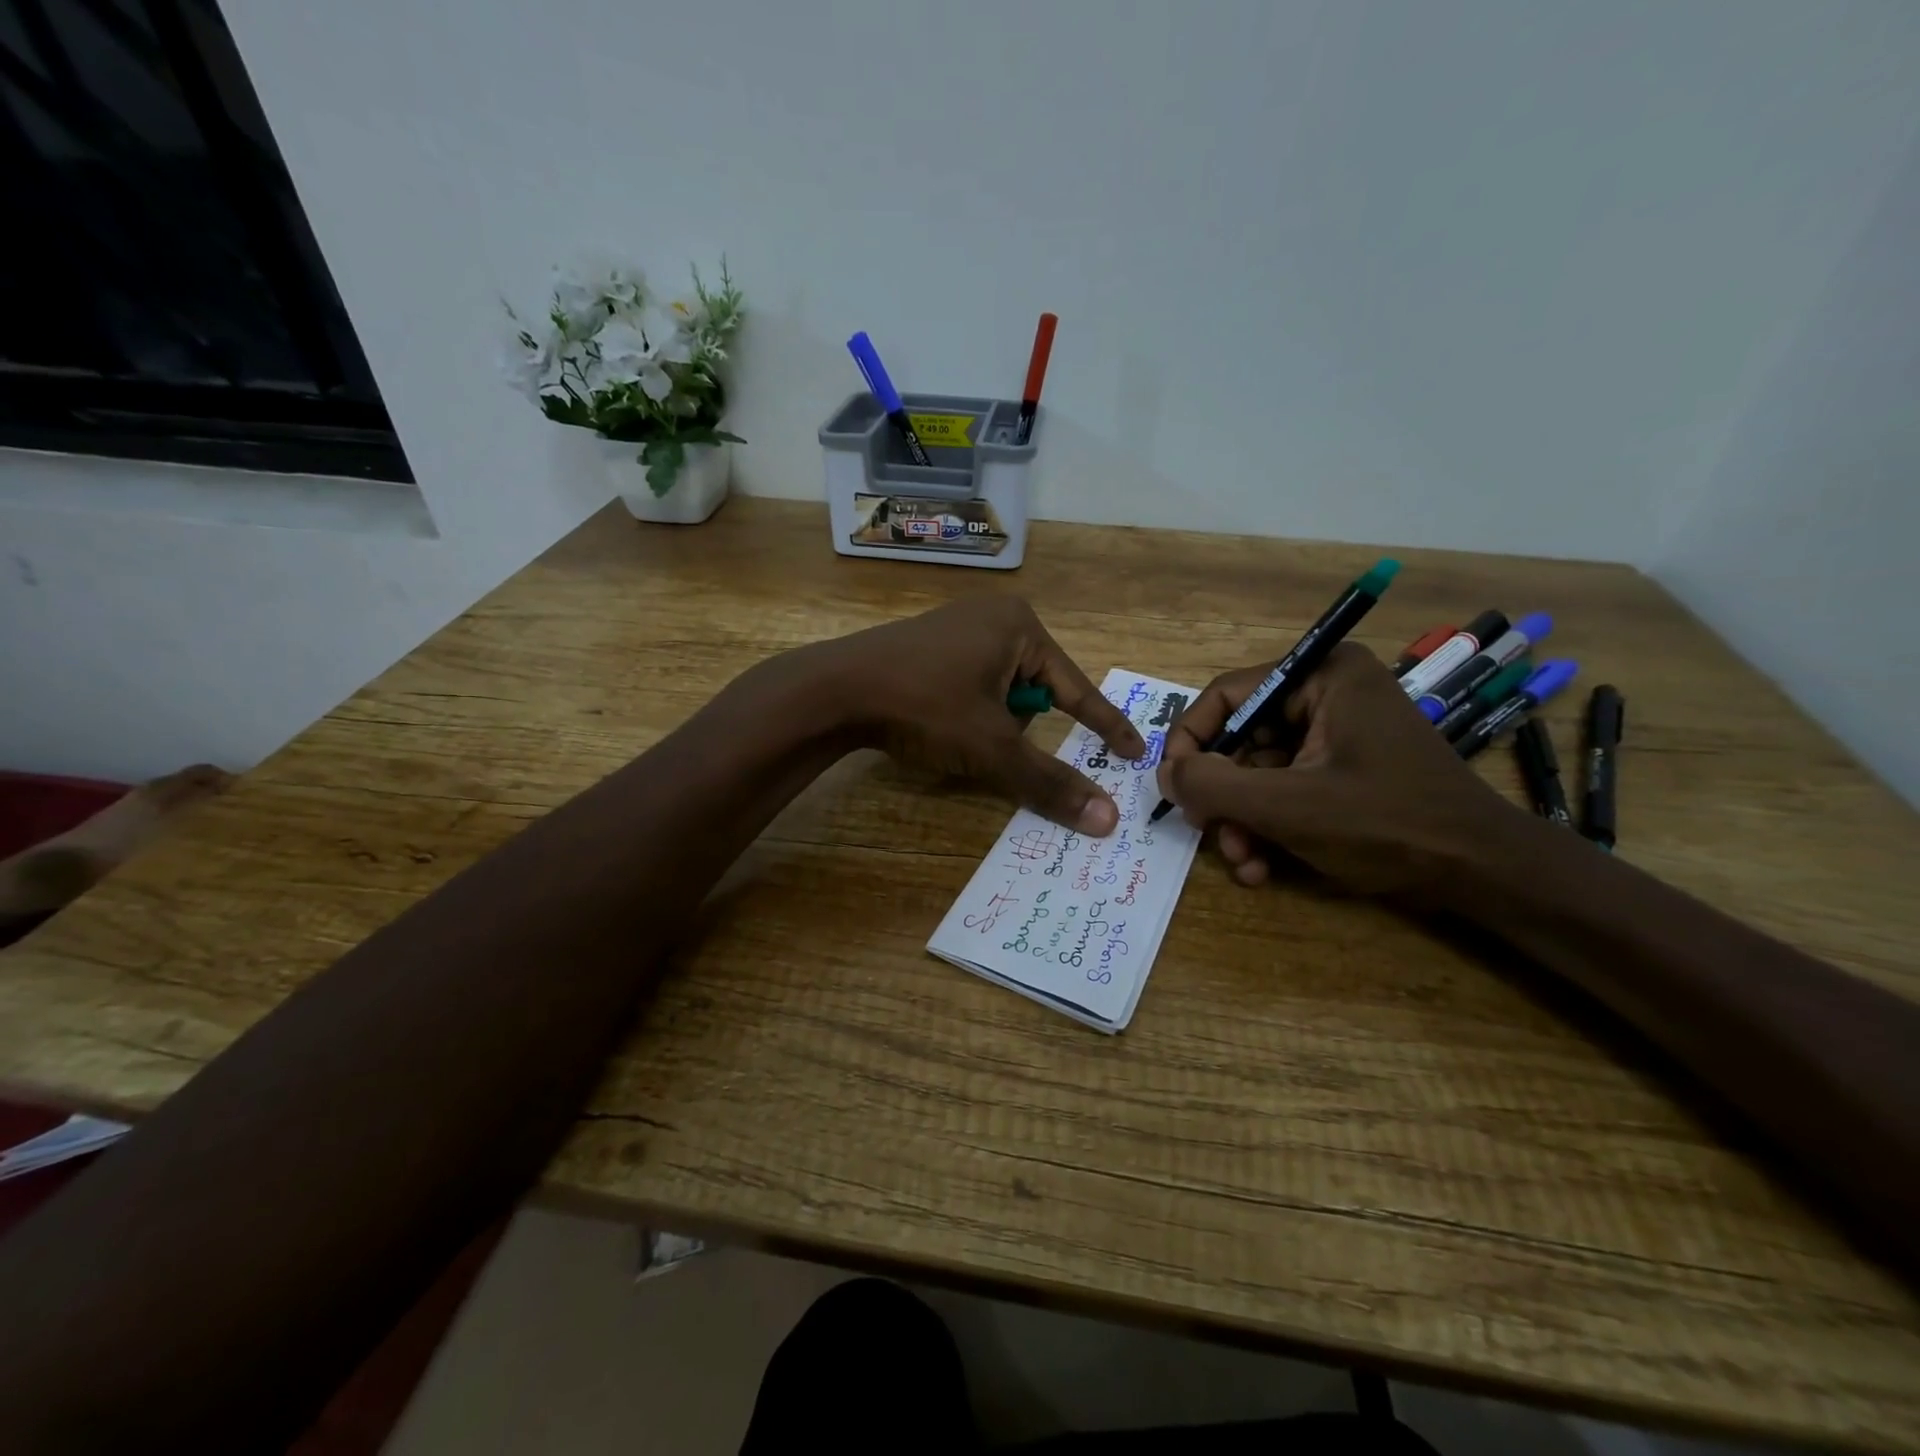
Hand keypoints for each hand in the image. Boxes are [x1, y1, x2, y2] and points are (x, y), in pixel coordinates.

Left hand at [797, 597, 1145, 832]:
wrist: (834, 690)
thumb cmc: (925, 706)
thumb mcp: (992, 747)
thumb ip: (1050, 782)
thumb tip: (1107, 821)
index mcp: (1020, 625)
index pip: (1076, 688)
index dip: (1105, 726)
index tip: (1134, 753)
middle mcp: (993, 615)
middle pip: (1034, 691)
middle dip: (1018, 726)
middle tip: (988, 743)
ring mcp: (958, 625)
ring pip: (1000, 691)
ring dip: (990, 722)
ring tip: (953, 732)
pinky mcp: (929, 643)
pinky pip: (970, 682)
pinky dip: (967, 710)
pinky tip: (936, 721)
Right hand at [1155, 642, 1527, 898]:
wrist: (1484, 874)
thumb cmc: (1387, 823)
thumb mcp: (1287, 805)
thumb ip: (1213, 784)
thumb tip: (1163, 774)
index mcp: (1322, 676)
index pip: (1226, 696)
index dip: (1190, 742)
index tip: (1172, 786)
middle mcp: (1328, 694)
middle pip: (1241, 739)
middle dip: (1223, 795)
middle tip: (1211, 833)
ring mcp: (1338, 734)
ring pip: (1259, 772)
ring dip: (1242, 820)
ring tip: (1244, 861)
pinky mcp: (1345, 769)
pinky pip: (1286, 788)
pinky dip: (1269, 825)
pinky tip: (1263, 866)